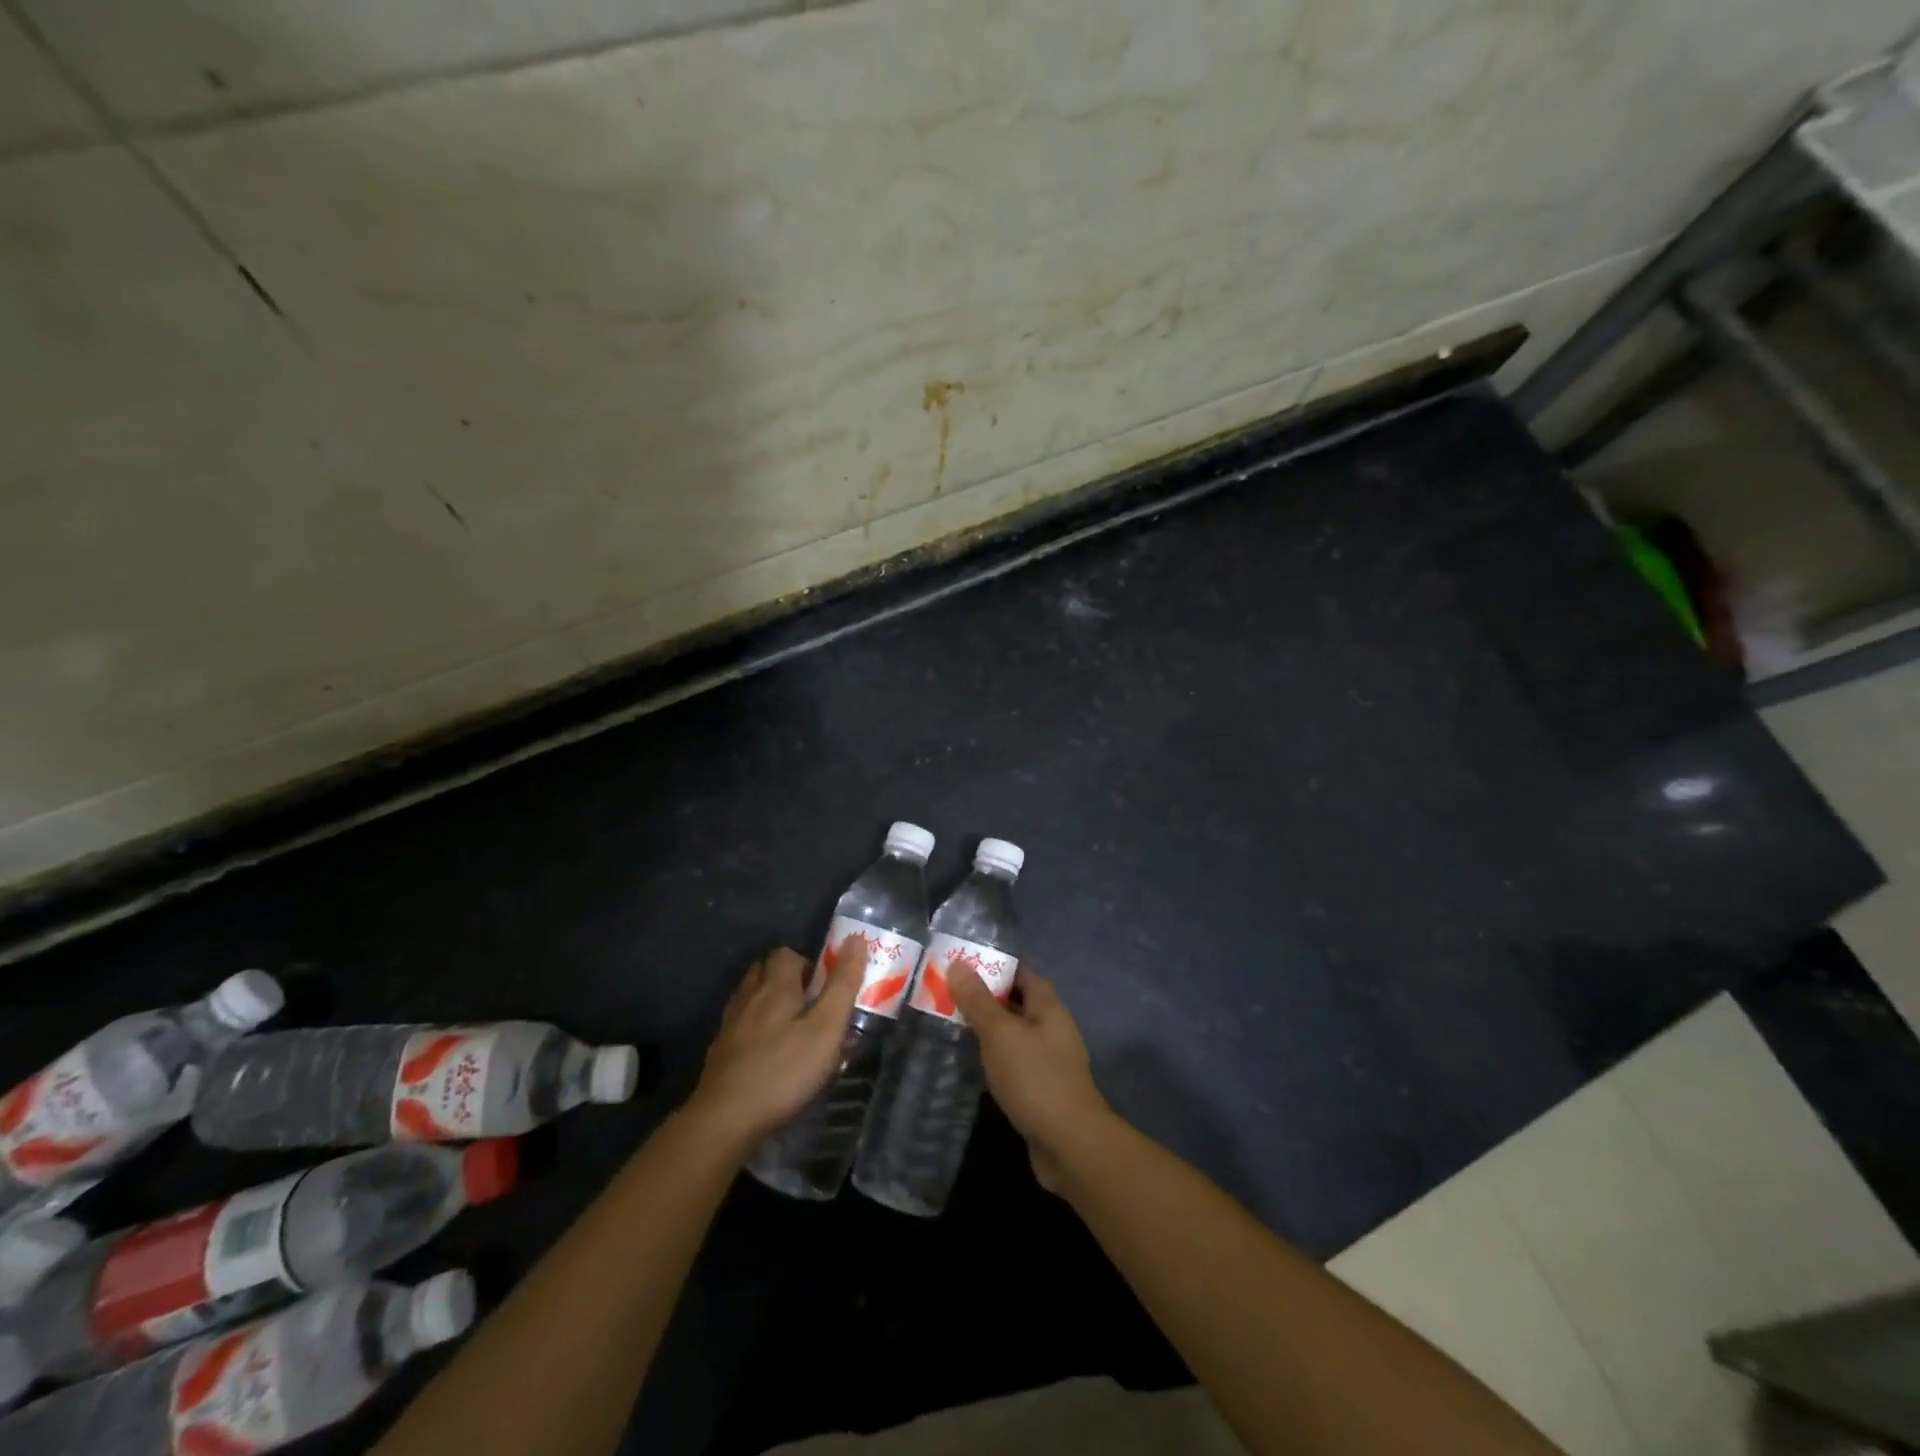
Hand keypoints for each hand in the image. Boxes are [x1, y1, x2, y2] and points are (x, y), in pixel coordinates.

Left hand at [690, 939, 868, 1146]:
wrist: (725, 1119)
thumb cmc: (784, 1070)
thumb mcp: (826, 1028)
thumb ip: (842, 984)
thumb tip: (855, 938)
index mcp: (776, 987)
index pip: (787, 953)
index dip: (807, 962)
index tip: (824, 986)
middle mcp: (748, 997)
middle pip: (764, 971)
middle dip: (786, 980)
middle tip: (810, 1005)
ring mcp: (729, 1025)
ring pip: (749, 997)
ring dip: (767, 1002)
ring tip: (790, 1027)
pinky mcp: (719, 1053)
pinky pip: (739, 1025)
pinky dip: (753, 1028)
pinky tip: (765, 1052)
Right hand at [949, 964, 1112, 1192]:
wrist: (1069, 1143)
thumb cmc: (1035, 1077)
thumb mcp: (1000, 1033)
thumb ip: (978, 1001)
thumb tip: (958, 964)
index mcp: (1048, 1007)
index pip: (1023, 973)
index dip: (996, 965)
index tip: (963, 963)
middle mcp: (1052, 1028)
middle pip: (1017, 1002)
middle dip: (986, 997)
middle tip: (948, 994)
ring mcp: (1049, 1060)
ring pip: (1014, 1034)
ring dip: (988, 1030)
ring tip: (951, 1025)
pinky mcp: (1042, 1089)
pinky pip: (1014, 1062)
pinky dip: (994, 1058)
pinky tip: (972, 1064)